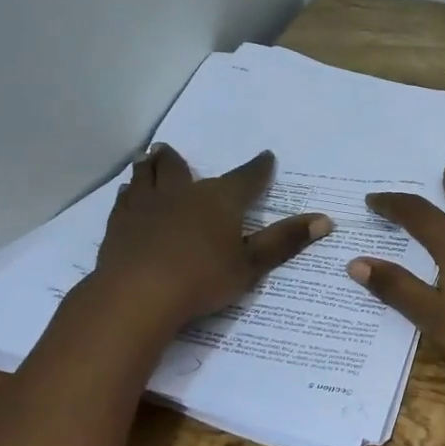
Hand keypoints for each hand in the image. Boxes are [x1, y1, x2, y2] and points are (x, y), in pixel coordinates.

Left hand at [89, 145, 332, 333]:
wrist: (138, 294)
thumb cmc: (203, 278)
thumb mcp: (252, 264)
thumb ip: (284, 240)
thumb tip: (325, 220)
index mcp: (220, 199)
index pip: (246, 177)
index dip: (259, 168)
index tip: (266, 157)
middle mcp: (182, 193)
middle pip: (179, 167)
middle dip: (180, 159)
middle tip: (175, 150)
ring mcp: (146, 205)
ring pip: (147, 175)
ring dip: (151, 166)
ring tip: (150, 158)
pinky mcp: (119, 224)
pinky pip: (125, 199)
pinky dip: (130, 193)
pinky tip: (127, 194)